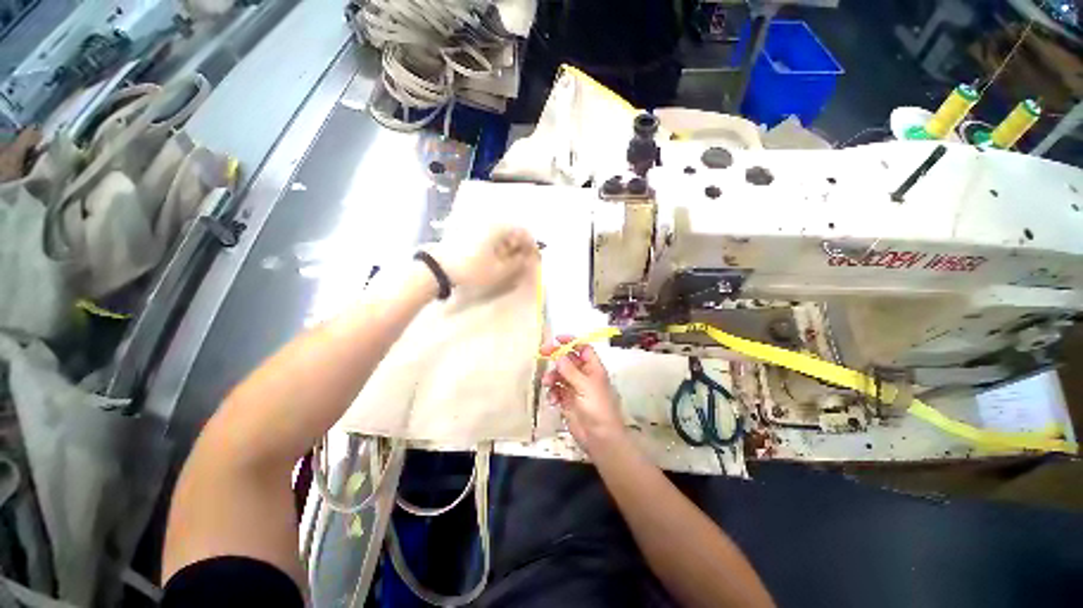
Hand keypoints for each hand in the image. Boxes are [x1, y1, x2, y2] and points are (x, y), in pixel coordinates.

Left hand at [427, 225, 537, 295]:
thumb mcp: (499, 271)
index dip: (532, 245)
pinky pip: (490, 234)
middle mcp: (489, 221)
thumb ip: (518, 264)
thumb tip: (528, 259)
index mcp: (499, 227)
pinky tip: (495, 256)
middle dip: (520, 245)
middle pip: (513, 230)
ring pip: (501, 232)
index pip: (523, 232)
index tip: (534, 258)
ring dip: (509, 245)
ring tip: (509, 260)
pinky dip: (497, 244)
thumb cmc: (472, 269)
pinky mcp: (469, 229)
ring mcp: (477, 224)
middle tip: (522, 261)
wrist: (439, 268)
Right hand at [540, 336, 625, 452]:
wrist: (600, 437)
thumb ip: (570, 370)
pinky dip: (552, 392)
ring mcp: (574, 388)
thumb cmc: (597, 408)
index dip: (571, 341)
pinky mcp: (567, 401)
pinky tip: (553, 400)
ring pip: (560, 374)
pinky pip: (556, 390)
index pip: (583, 348)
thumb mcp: (585, 386)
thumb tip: (558, 355)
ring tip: (547, 383)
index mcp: (593, 368)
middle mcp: (584, 376)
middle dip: (556, 356)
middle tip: (542, 352)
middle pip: (568, 359)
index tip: (556, 339)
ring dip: (552, 376)